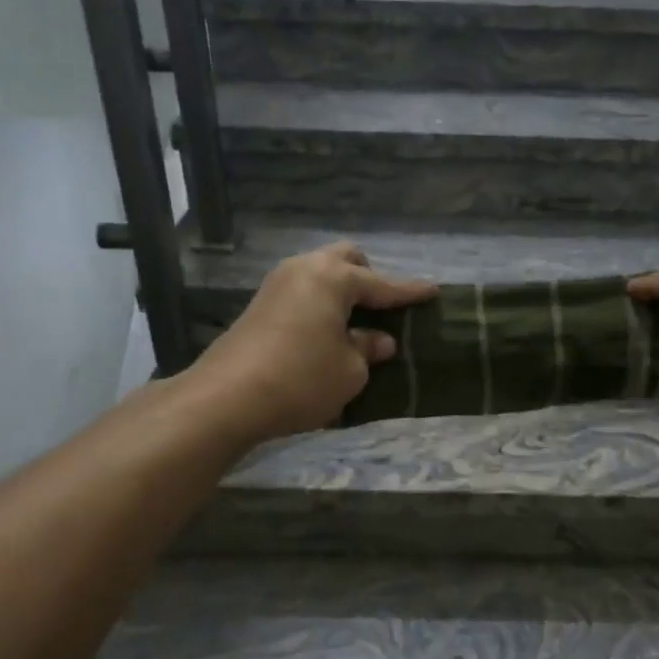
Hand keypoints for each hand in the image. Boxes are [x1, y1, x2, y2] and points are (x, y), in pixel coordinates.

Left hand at [183, 242, 436, 445]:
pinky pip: (303, 292)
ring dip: (342, 291)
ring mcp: (277, 285)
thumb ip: (368, 349)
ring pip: (320, 274)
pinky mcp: (259, 306)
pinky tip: (329, 330)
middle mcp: (304, 270)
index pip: (382, 283)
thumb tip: (379, 340)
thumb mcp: (349, 371)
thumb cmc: (301, 379)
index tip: (433, 291)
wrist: (225, 399)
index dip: (409, 291)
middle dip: (369, 277)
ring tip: (359, 320)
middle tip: (385, 306)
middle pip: (345, 260)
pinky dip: (322, 303)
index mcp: (333, 278)